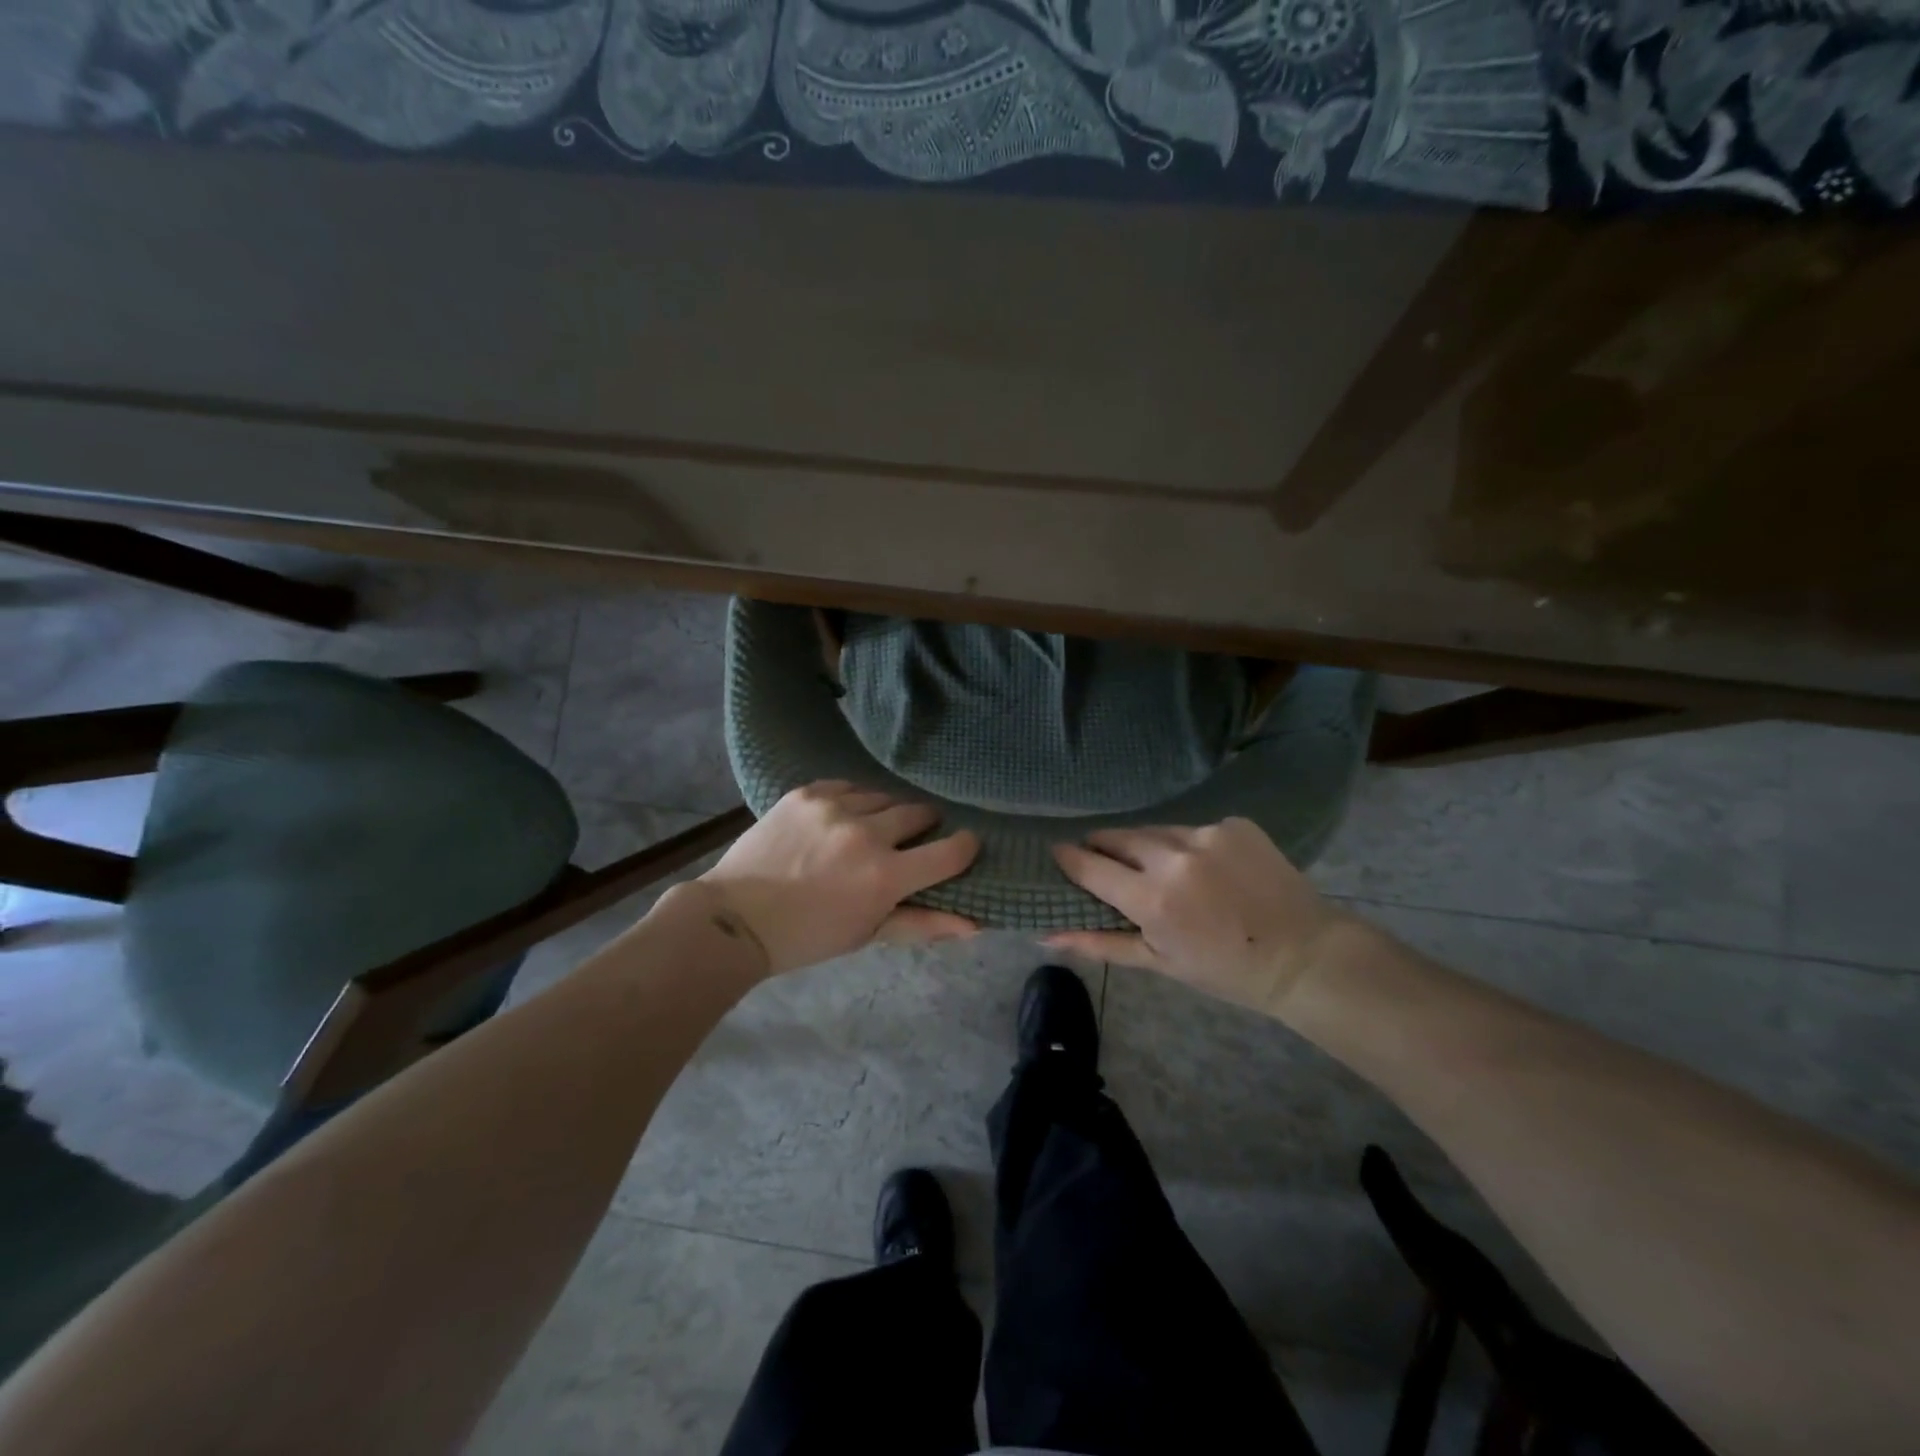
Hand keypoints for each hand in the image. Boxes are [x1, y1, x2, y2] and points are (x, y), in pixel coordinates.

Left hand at [695, 781, 979, 975]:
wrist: (736, 917)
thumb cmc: (808, 936)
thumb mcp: (868, 934)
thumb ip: (923, 924)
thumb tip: (975, 925)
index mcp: (885, 875)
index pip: (950, 851)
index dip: (965, 847)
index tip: (964, 846)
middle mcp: (865, 832)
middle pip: (918, 813)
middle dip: (923, 826)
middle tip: (910, 841)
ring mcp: (833, 807)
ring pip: (882, 796)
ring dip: (886, 813)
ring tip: (872, 829)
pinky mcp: (806, 793)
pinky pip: (847, 785)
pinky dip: (853, 799)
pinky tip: (843, 816)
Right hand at [1046, 819, 1351, 1015]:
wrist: (1305, 955)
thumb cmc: (1226, 970)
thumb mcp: (1158, 962)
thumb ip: (1098, 943)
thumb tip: (1044, 935)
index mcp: (1152, 897)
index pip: (1090, 865)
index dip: (1069, 859)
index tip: (1057, 855)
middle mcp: (1175, 856)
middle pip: (1118, 837)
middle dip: (1104, 848)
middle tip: (1107, 865)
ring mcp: (1208, 834)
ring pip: (1155, 830)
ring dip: (1146, 846)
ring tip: (1160, 870)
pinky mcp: (1234, 824)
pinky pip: (1193, 829)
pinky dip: (1187, 845)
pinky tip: (1206, 868)